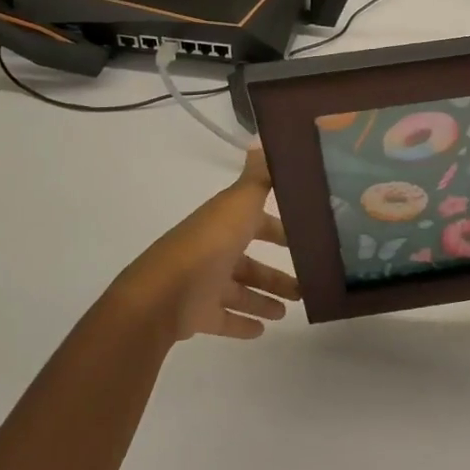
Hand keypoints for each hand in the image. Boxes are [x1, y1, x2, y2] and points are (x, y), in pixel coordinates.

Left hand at [112, 149, 301, 341]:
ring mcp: (205, 285)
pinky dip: (243, 324)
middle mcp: (214, 252)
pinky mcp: (198, 315)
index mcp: (224, 224)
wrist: (162, 295)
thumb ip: (258, 178)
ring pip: (241, 291)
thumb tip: (264, 139)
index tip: (307, 237)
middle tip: (306, 283)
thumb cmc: (207, 245)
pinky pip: (225, 319)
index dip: (279, 229)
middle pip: (250, 262)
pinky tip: (264, 330)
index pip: (256, 222)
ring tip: (290, 310)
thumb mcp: (238, 204)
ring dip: (264, 298)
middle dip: (275, 271)